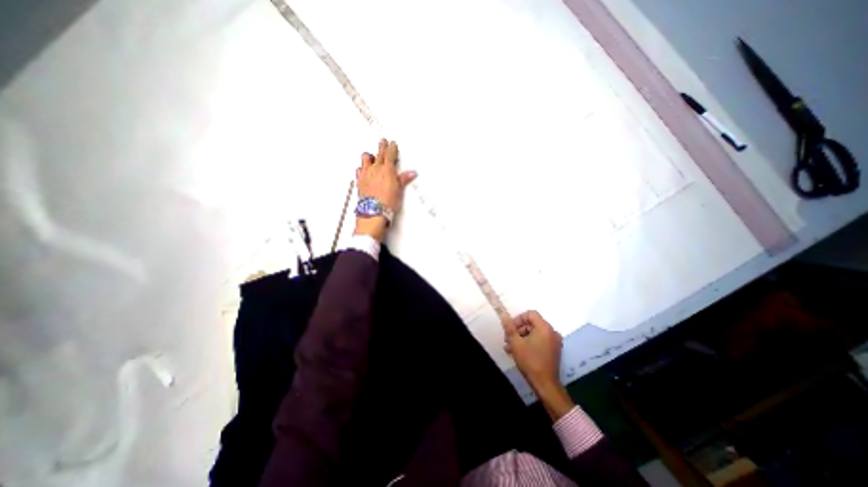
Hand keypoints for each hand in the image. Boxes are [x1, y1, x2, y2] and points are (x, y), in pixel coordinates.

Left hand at [354, 139, 418, 240]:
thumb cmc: (387, 201)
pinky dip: (362, 168)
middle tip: (383, 142)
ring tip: (371, 155)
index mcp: (387, 169)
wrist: (374, 211)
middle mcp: (375, 169)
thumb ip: (404, 179)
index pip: (390, 154)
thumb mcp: (399, 189)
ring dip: (370, 156)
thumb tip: (412, 173)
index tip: (392, 143)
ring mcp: (366, 174)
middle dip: (382, 146)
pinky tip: (363, 169)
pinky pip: (359, 169)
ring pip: (366, 158)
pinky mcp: (360, 181)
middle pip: (379, 154)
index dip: (391, 147)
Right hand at [507, 309, 574, 419]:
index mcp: (544, 327)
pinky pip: (540, 340)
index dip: (518, 319)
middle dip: (518, 330)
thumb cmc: (530, 361)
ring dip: (522, 337)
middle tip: (508, 339)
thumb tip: (503, 315)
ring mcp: (554, 342)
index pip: (530, 314)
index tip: (510, 329)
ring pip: (535, 333)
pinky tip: (518, 352)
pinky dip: (529, 343)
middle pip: (532, 323)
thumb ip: (509, 327)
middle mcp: (552, 332)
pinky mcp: (554, 350)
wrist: (545, 384)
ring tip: (510, 347)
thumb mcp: (516, 343)